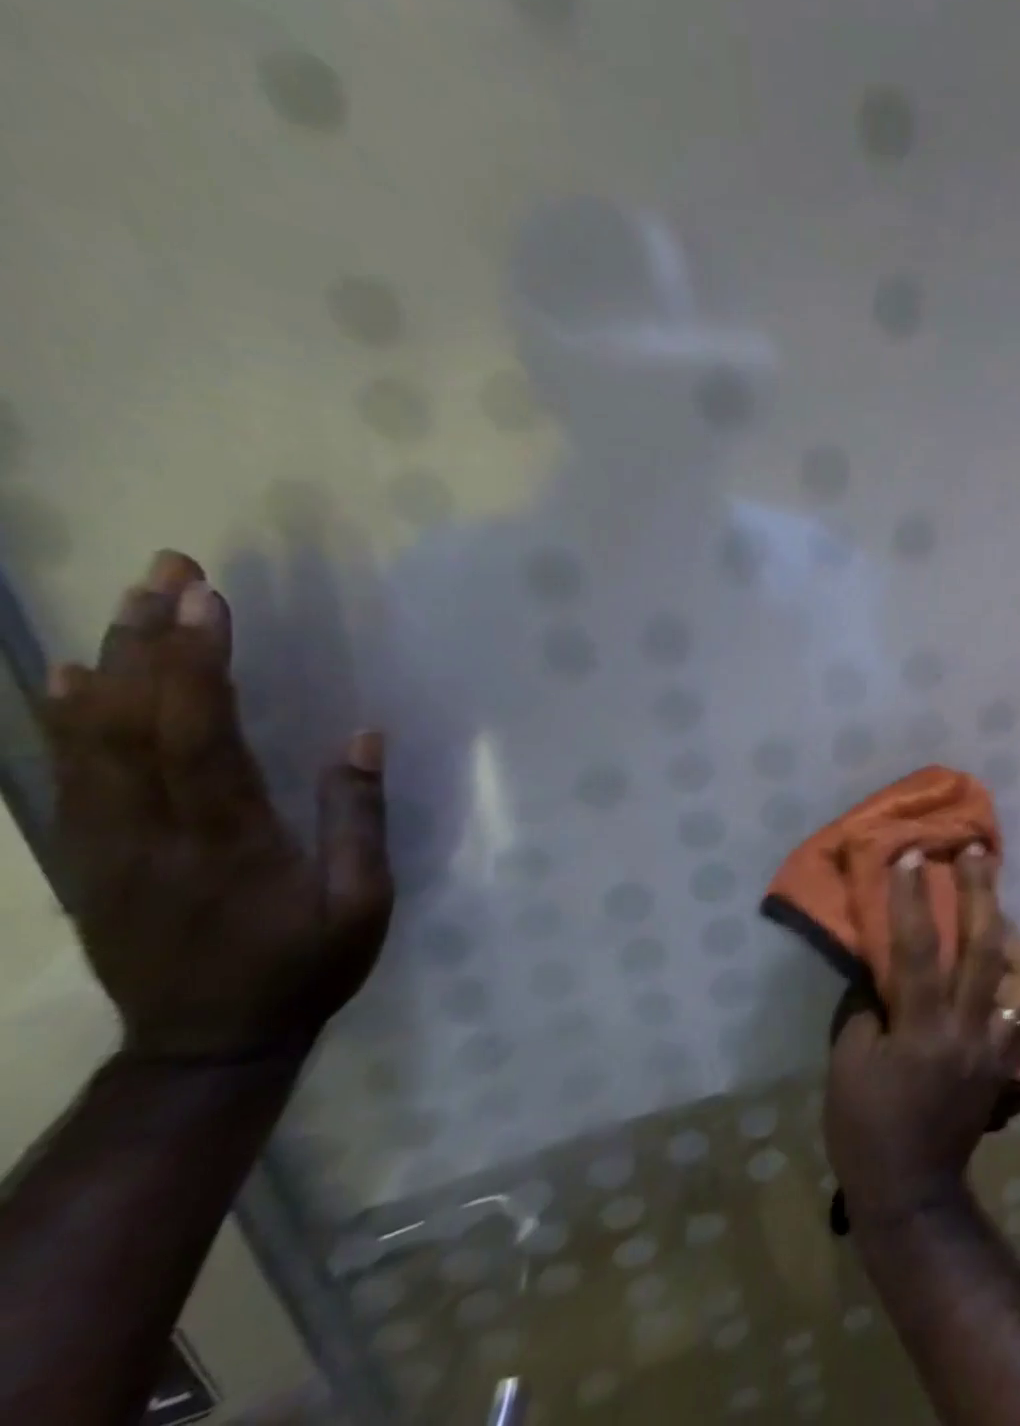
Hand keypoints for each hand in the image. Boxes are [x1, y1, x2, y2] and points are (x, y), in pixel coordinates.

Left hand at [39, 551, 392, 1061]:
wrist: (206, 1042)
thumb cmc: (304, 968)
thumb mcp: (361, 903)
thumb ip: (357, 819)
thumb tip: (361, 737)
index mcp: (227, 841)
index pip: (199, 734)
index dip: (199, 662)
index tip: (209, 599)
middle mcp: (151, 832)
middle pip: (132, 720)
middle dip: (149, 637)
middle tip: (167, 569)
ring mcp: (107, 844)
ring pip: (89, 738)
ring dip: (110, 661)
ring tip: (130, 600)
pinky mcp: (90, 855)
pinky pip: (68, 773)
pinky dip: (65, 716)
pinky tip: (71, 676)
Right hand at [825, 844, 1019, 1233]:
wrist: (913, 1191)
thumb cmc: (866, 1126)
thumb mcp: (848, 1060)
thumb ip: (868, 1002)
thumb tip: (882, 959)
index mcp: (923, 1031)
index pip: (919, 949)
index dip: (912, 897)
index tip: (910, 855)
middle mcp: (970, 1030)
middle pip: (986, 947)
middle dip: (981, 891)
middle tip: (976, 850)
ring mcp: (999, 1046)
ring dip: (1013, 930)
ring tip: (997, 905)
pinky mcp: (1011, 1061)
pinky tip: (1008, 956)